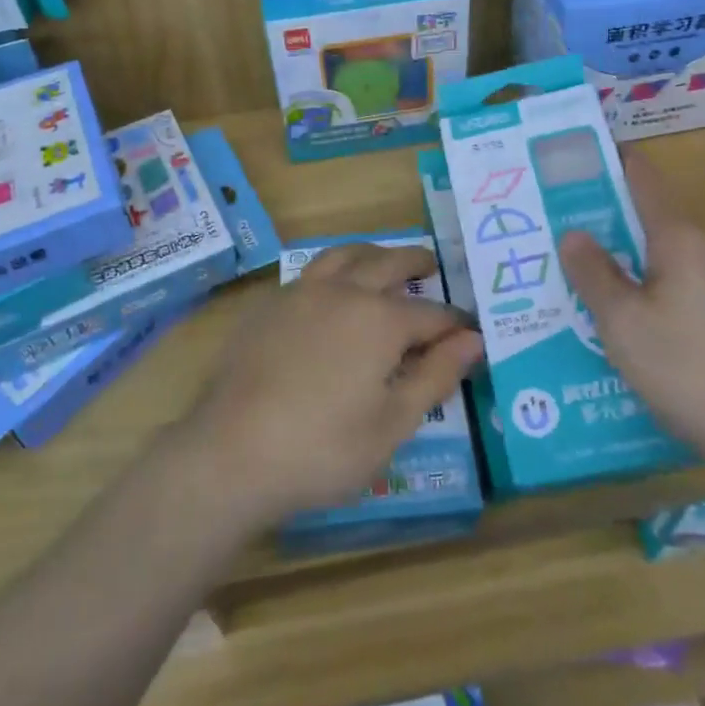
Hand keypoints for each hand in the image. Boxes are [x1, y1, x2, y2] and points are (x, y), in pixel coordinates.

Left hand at [181, 244, 484, 527]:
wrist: (231, 452)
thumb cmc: (322, 449)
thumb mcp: (393, 424)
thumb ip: (436, 375)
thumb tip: (473, 339)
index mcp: (380, 320)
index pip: (431, 314)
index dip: (455, 323)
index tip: (470, 329)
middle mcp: (343, 292)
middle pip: (388, 263)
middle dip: (415, 262)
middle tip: (431, 264)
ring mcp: (300, 292)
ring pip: (344, 255)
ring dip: (372, 253)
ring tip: (383, 261)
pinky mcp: (268, 304)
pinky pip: (310, 272)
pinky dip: (333, 270)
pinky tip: (331, 291)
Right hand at [559, 152, 704, 460]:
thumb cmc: (683, 364)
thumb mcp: (621, 319)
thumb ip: (593, 272)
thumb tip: (573, 233)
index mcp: (678, 238)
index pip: (643, 177)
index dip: (610, 158)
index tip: (572, 153)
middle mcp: (700, 250)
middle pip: (647, 212)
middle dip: (602, 207)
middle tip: (553, 210)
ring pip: (654, 249)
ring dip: (616, 246)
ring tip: (571, 256)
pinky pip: (666, 279)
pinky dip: (634, 276)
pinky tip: (609, 303)